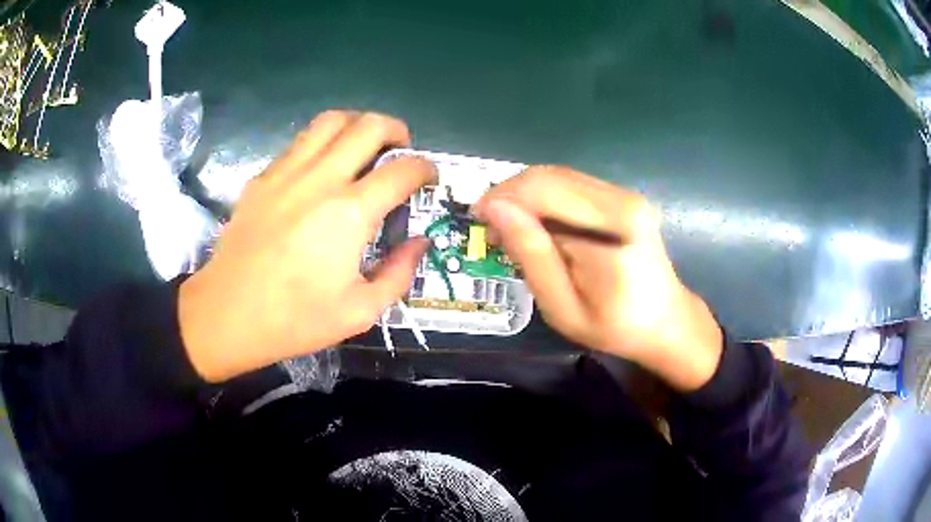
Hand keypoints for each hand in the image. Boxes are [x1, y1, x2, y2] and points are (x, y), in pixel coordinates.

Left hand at [178, 111, 435, 381]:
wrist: (227, 315)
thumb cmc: (294, 319)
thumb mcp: (360, 311)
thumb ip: (398, 273)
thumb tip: (419, 243)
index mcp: (350, 213)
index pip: (403, 169)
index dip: (426, 168)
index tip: (430, 178)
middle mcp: (320, 179)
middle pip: (369, 126)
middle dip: (397, 130)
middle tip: (401, 150)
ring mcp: (286, 173)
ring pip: (330, 121)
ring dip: (357, 125)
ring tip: (363, 146)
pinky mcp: (262, 178)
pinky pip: (300, 142)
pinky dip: (322, 143)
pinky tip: (322, 169)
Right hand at [472, 167, 722, 390]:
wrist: (665, 322)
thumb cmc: (615, 326)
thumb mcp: (562, 305)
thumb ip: (531, 254)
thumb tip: (494, 208)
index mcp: (614, 225)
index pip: (544, 189)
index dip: (503, 197)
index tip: (477, 220)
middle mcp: (622, 198)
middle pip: (549, 175)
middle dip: (510, 194)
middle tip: (489, 228)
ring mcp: (624, 194)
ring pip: (557, 177)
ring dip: (524, 197)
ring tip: (508, 229)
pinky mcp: (621, 199)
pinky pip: (571, 187)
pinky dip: (543, 201)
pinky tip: (535, 226)